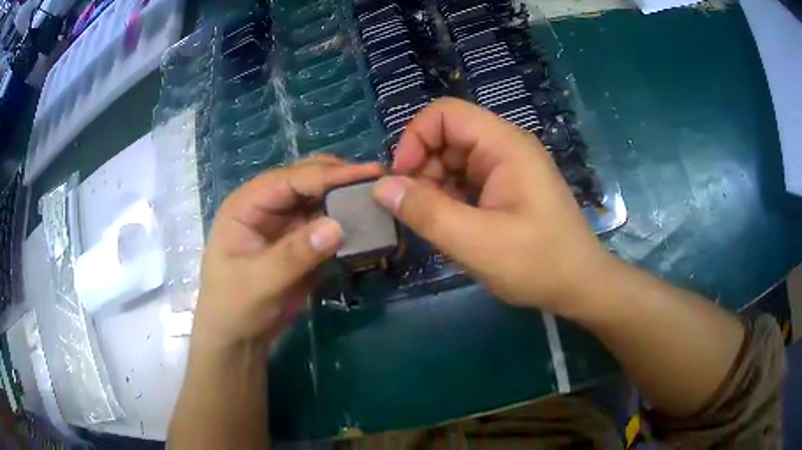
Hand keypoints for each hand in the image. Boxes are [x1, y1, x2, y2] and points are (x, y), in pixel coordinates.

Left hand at [193, 157, 382, 350]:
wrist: (239, 337)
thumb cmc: (235, 307)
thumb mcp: (260, 282)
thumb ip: (295, 254)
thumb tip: (337, 226)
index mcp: (247, 204)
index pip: (291, 179)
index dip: (330, 174)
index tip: (369, 173)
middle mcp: (267, 206)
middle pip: (308, 181)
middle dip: (342, 178)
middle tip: (381, 181)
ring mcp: (285, 223)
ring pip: (321, 199)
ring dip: (347, 198)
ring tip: (381, 199)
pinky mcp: (300, 241)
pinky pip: (327, 223)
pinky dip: (347, 222)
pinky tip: (369, 223)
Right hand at [373, 98, 610, 313]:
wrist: (579, 285)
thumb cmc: (536, 263)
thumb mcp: (475, 242)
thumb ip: (426, 212)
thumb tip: (381, 188)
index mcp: (505, 145)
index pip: (445, 114)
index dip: (414, 139)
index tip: (401, 180)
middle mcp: (506, 147)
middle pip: (448, 136)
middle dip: (422, 167)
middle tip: (413, 209)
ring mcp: (508, 167)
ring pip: (454, 159)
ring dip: (433, 185)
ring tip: (432, 222)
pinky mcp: (507, 187)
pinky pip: (466, 179)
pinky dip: (449, 197)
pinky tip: (449, 224)